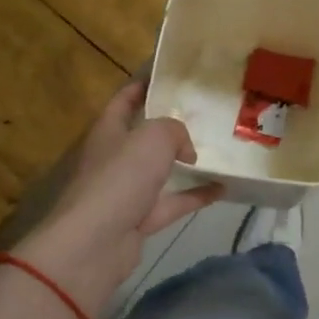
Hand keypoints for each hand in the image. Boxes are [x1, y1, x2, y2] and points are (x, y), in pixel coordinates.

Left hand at [19, 80, 220, 316]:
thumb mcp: (153, 137)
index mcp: (108, 131)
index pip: (123, 100)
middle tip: (200, 113)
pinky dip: (195, 195)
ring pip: (158, 170)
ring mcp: (126, 191)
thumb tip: (185, 150)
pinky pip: (173, 202)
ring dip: (183, 162)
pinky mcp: (139, 219)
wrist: (95, 243)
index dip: (141, 86)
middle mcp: (114, 158)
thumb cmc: (120, 178)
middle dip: (167, 125)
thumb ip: (175, 131)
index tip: (167, 75)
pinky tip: (223, 188)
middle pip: (142, 136)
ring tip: (214, 150)